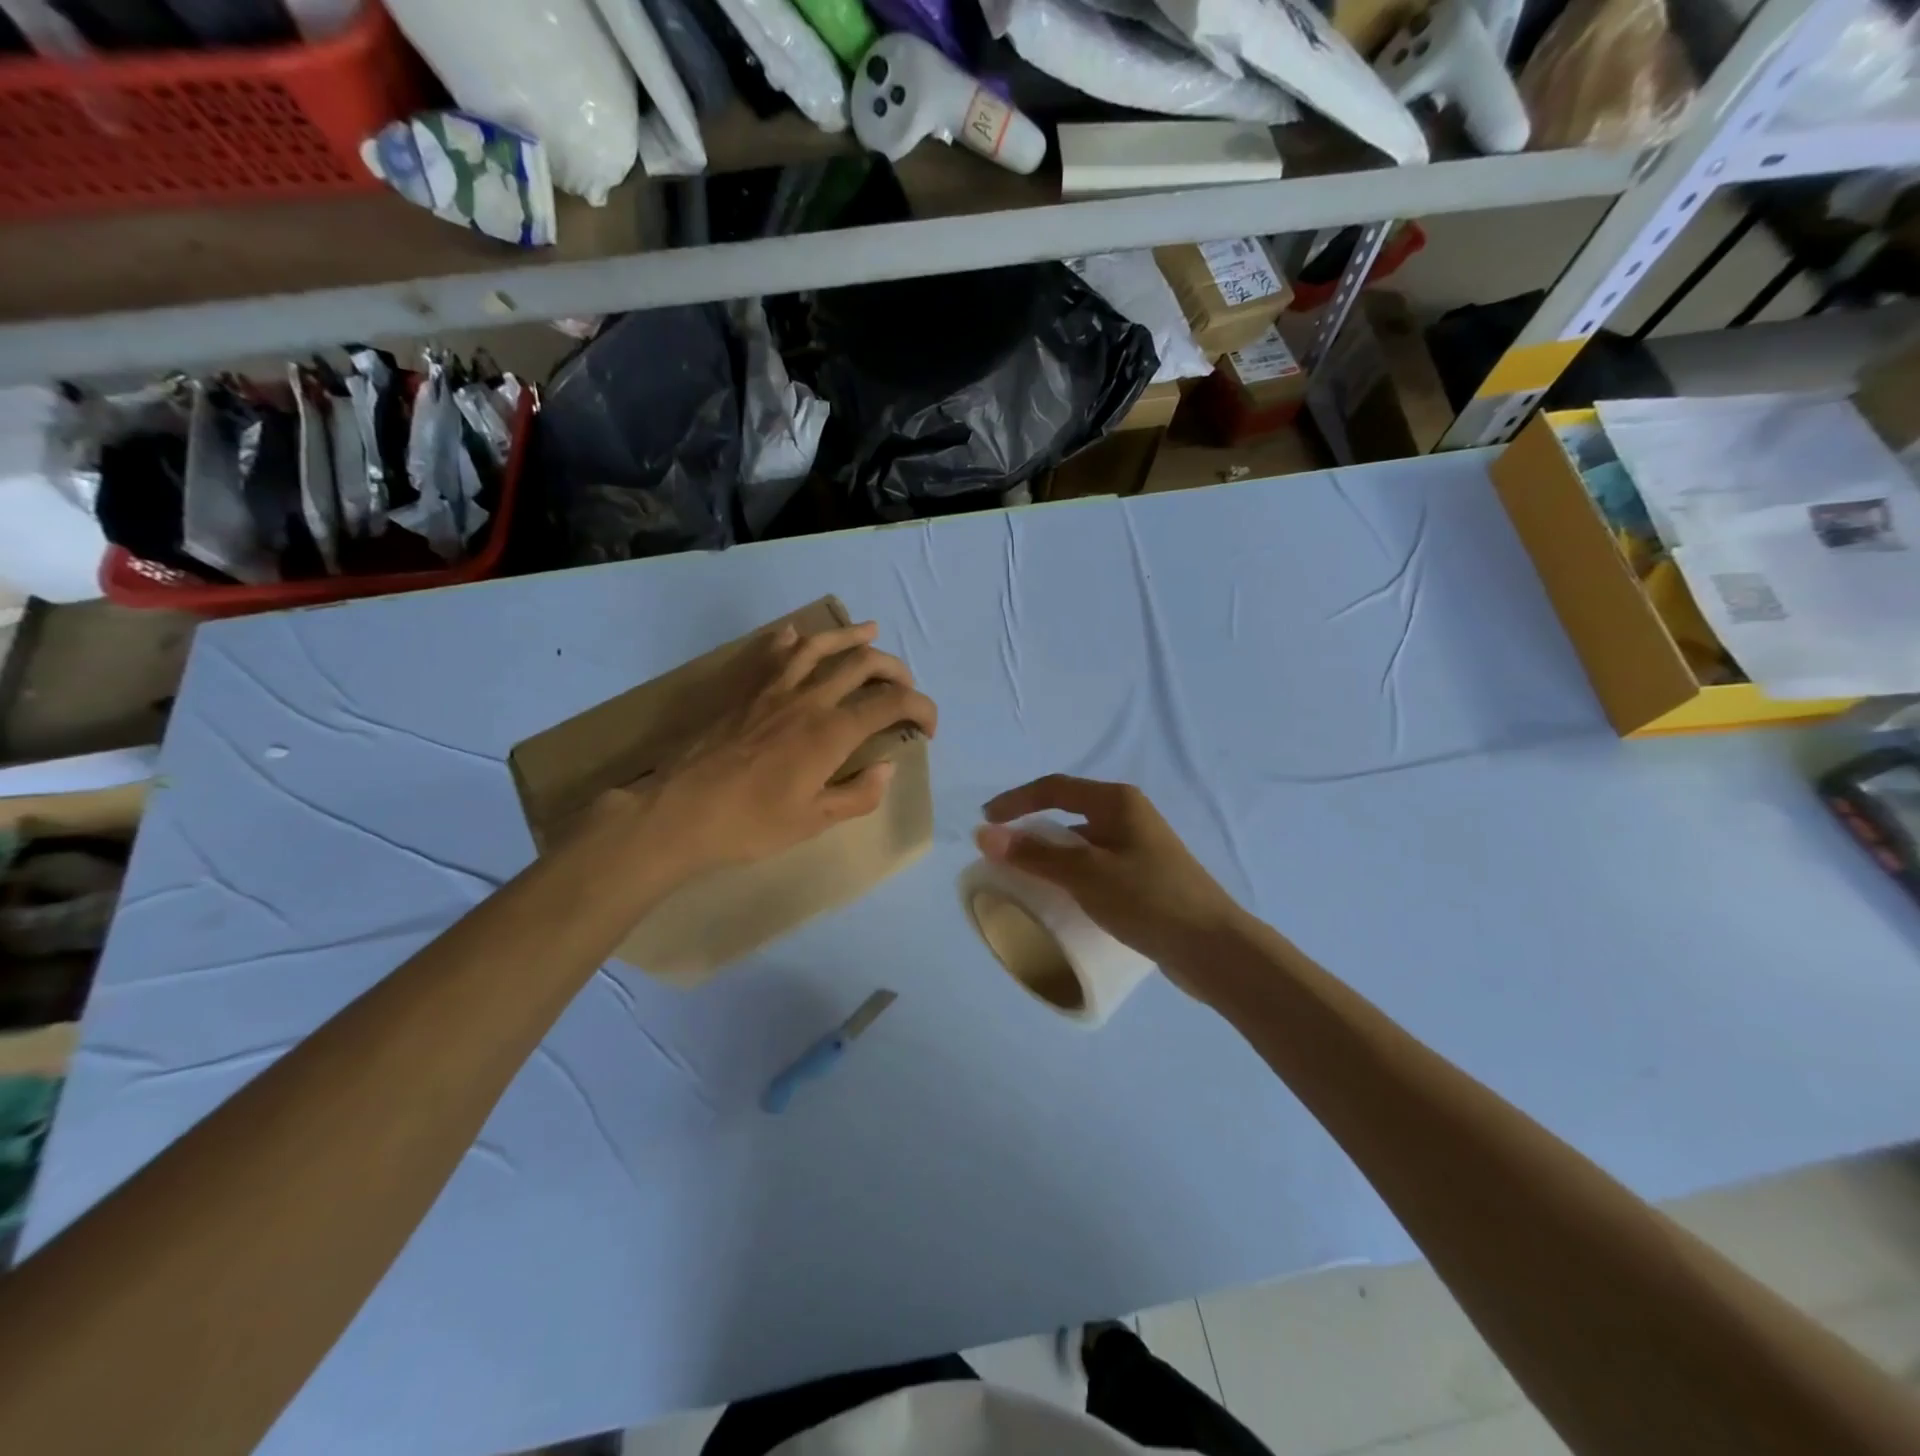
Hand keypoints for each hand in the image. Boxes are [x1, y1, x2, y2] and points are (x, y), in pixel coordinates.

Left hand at [637, 620, 937, 874]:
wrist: (680, 812)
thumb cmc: (751, 824)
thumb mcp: (814, 821)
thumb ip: (859, 793)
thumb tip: (887, 766)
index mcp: (831, 732)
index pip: (892, 703)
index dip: (921, 708)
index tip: (927, 729)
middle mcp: (809, 698)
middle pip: (863, 664)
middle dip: (896, 670)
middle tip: (906, 688)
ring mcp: (773, 688)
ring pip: (820, 645)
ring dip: (851, 636)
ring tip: (871, 631)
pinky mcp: (745, 689)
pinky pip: (772, 651)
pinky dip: (792, 639)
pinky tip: (798, 636)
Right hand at [977, 776, 1246, 992]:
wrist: (1214, 949)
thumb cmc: (1150, 900)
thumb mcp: (1087, 874)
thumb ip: (1035, 854)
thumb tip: (984, 835)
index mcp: (1118, 802)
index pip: (1055, 788)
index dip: (1016, 801)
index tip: (985, 822)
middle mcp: (1129, 817)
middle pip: (1068, 815)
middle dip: (1031, 832)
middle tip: (1001, 857)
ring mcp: (1138, 849)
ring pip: (1081, 845)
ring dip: (1050, 858)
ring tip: (1023, 882)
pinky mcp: (1143, 879)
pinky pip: (1094, 869)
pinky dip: (1070, 878)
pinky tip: (1060, 902)